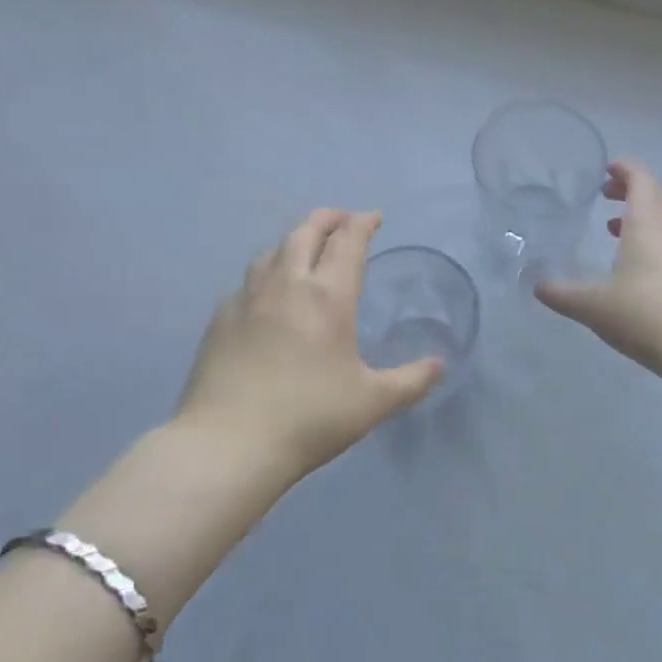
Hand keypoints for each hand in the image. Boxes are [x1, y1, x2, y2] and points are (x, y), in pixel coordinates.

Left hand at [176, 209, 444, 472]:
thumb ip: (411, 380)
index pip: (348, 242)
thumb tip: (440, 365)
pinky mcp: (220, 319)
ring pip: (272, 251)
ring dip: (294, 240)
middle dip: (328, 218)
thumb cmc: (309, 418)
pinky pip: (247, 280)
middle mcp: (287, 285)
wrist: (227, 444)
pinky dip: (266, 272)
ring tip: (305, 249)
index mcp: (328, 297)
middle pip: (305, 232)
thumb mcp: (372, 403)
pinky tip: (267, 293)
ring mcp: (247, 298)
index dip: (363, 223)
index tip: (374, 217)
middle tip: (342, 219)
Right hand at [535, 161, 661, 370]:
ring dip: (641, 219)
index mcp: (647, 225)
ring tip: (614, 230)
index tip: (606, 169)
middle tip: (605, 195)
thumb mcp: (593, 306)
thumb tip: (537, 286)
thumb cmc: (645, 314)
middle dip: (631, 191)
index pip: (640, 180)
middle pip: (655, 197)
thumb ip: (562, 294)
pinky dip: (652, 244)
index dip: (624, 169)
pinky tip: (635, 270)